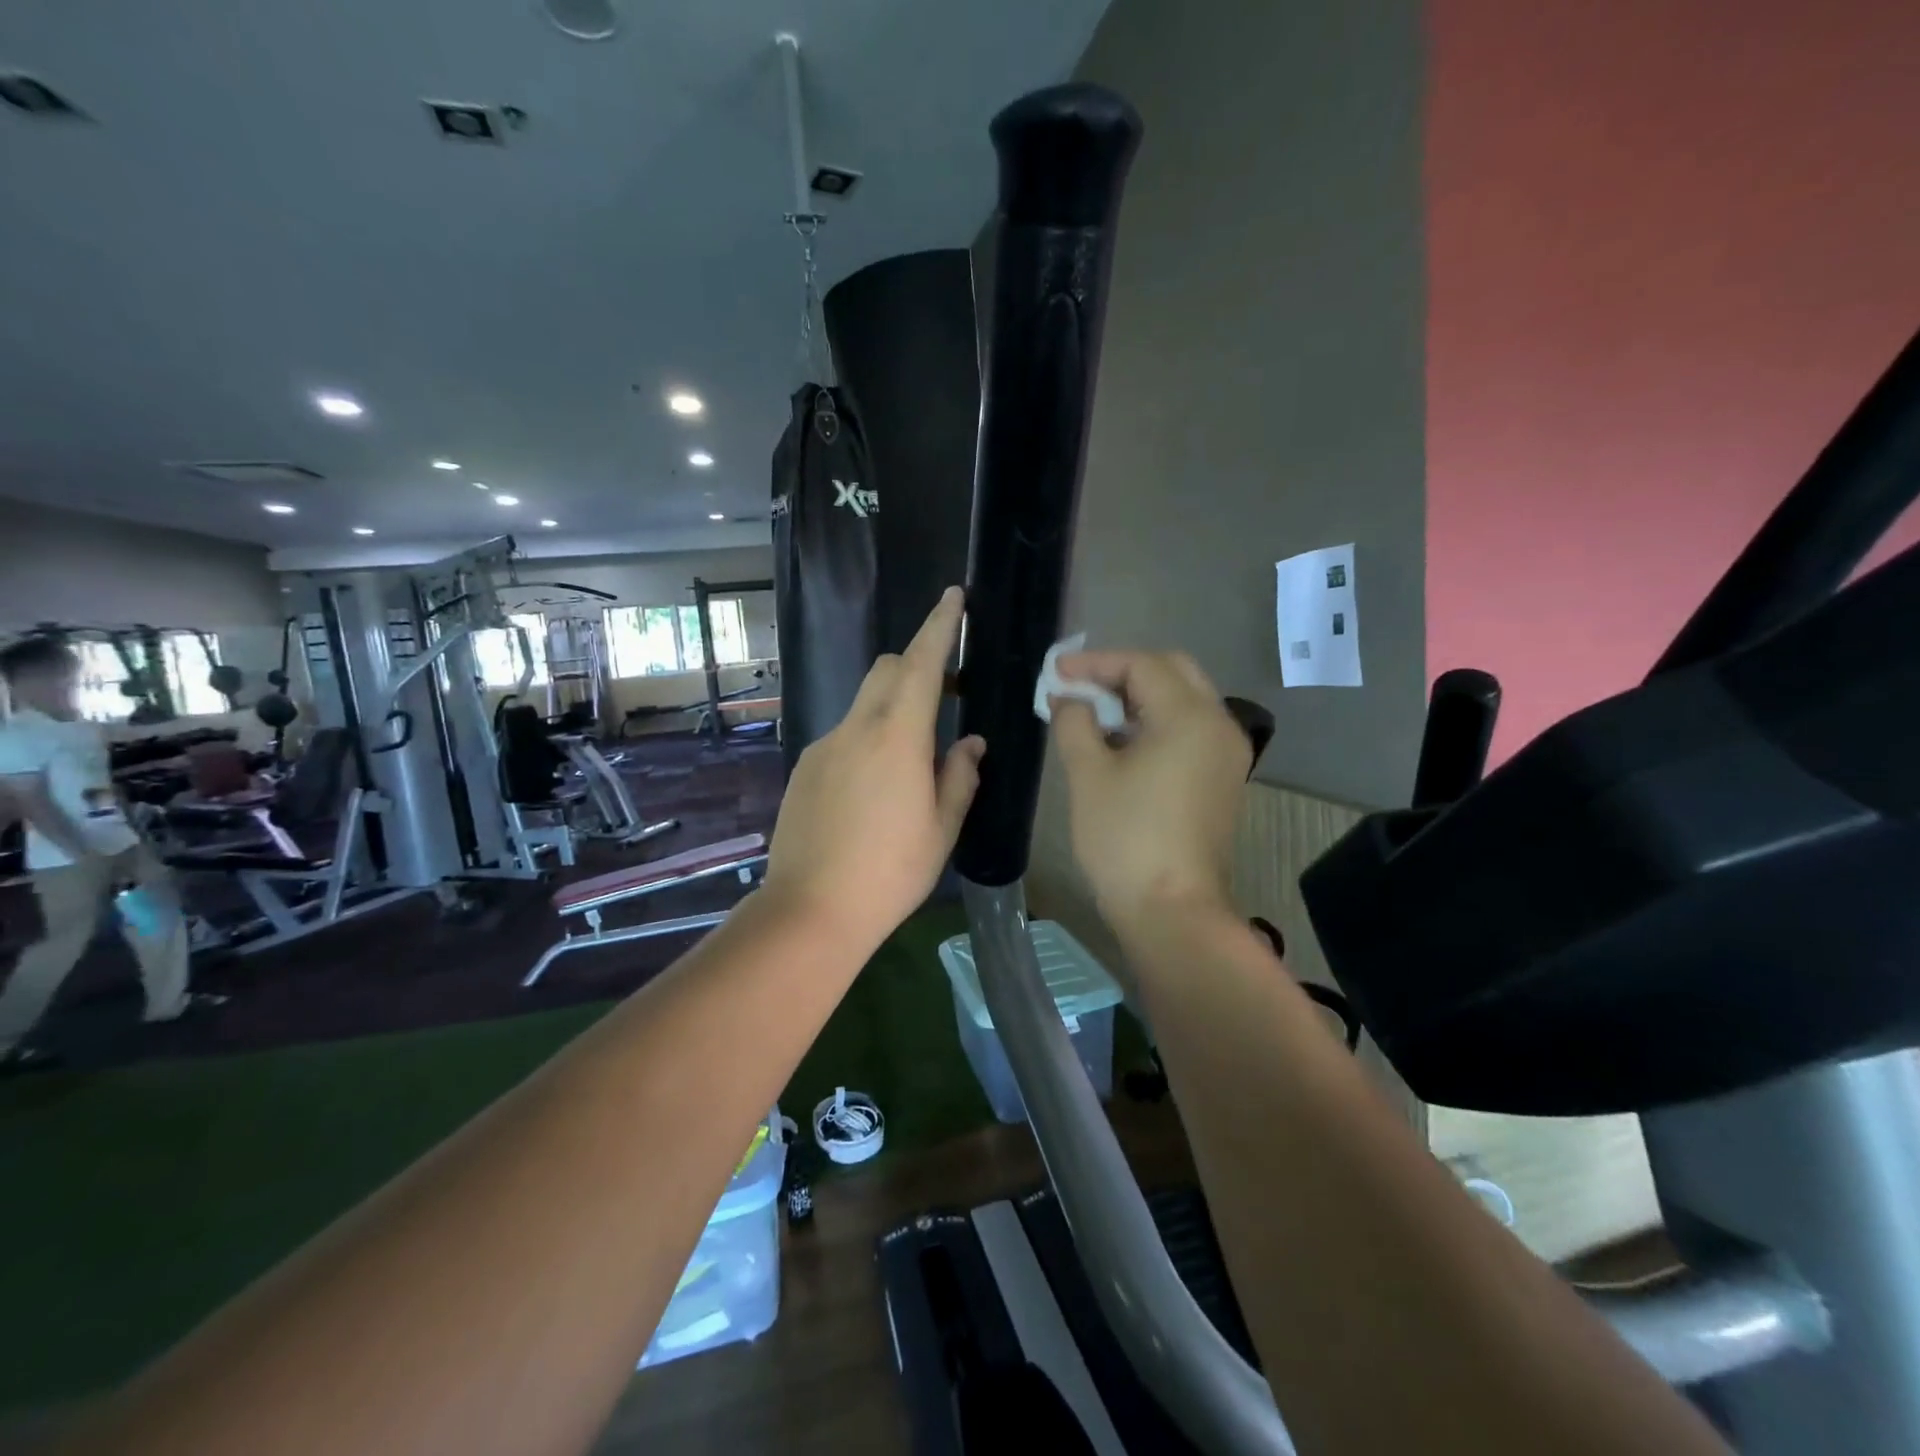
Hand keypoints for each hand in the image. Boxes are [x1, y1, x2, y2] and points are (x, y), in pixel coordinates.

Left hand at [763, 587, 985, 950]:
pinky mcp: (804, 769)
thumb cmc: (890, 872)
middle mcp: (855, 729)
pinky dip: (867, 740)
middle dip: (916, 665)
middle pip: (885, 670)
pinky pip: (843, 737)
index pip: (921, 663)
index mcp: (897, 737)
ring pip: (863, 704)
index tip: (952, 597)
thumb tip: (969, 742)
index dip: (939, 626)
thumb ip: (959, 775)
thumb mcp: (942, 827)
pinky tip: (873, 790)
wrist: (811, 910)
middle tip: (946, 694)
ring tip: (911, 763)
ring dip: (892, 709)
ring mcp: (823, 747)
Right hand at [1051, 650, 1250, 929]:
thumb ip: (1074, 722)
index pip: (1142, 665)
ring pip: (1185, 699)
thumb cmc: (1125, 839)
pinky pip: (1191, 729)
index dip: (1095, 663)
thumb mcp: (1088, 775)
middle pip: (1172, 672)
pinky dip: (1157, 721)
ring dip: (1140, 696)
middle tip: (1080, 686)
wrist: (1173, 911)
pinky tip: (1123, 741)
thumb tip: (1069, 697)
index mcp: (1189, 717)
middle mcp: (1219, 724)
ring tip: (1094, 712)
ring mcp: (1227, 753)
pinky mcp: (1224, 778)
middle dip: (1123, 672)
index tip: (1056, 672)